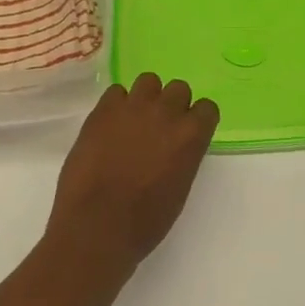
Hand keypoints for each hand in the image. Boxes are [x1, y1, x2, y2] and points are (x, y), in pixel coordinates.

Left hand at [45, 73, 219, 278]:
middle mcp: (166, 113)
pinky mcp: (103, 110)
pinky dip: (116, 105)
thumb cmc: (144, 221)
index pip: (207, 108)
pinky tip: (110, 125)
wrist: (97, 224)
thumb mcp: (179, 188)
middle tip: (159, 126)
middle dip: (173, 104)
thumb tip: (173, 147)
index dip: (197, 119)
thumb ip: (183, 156)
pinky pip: (116, 92)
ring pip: (148, 81)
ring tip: (134, 120)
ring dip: (146, 97)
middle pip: (179, 88)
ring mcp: (133, 107)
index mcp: (191, 136)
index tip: (188, 132)